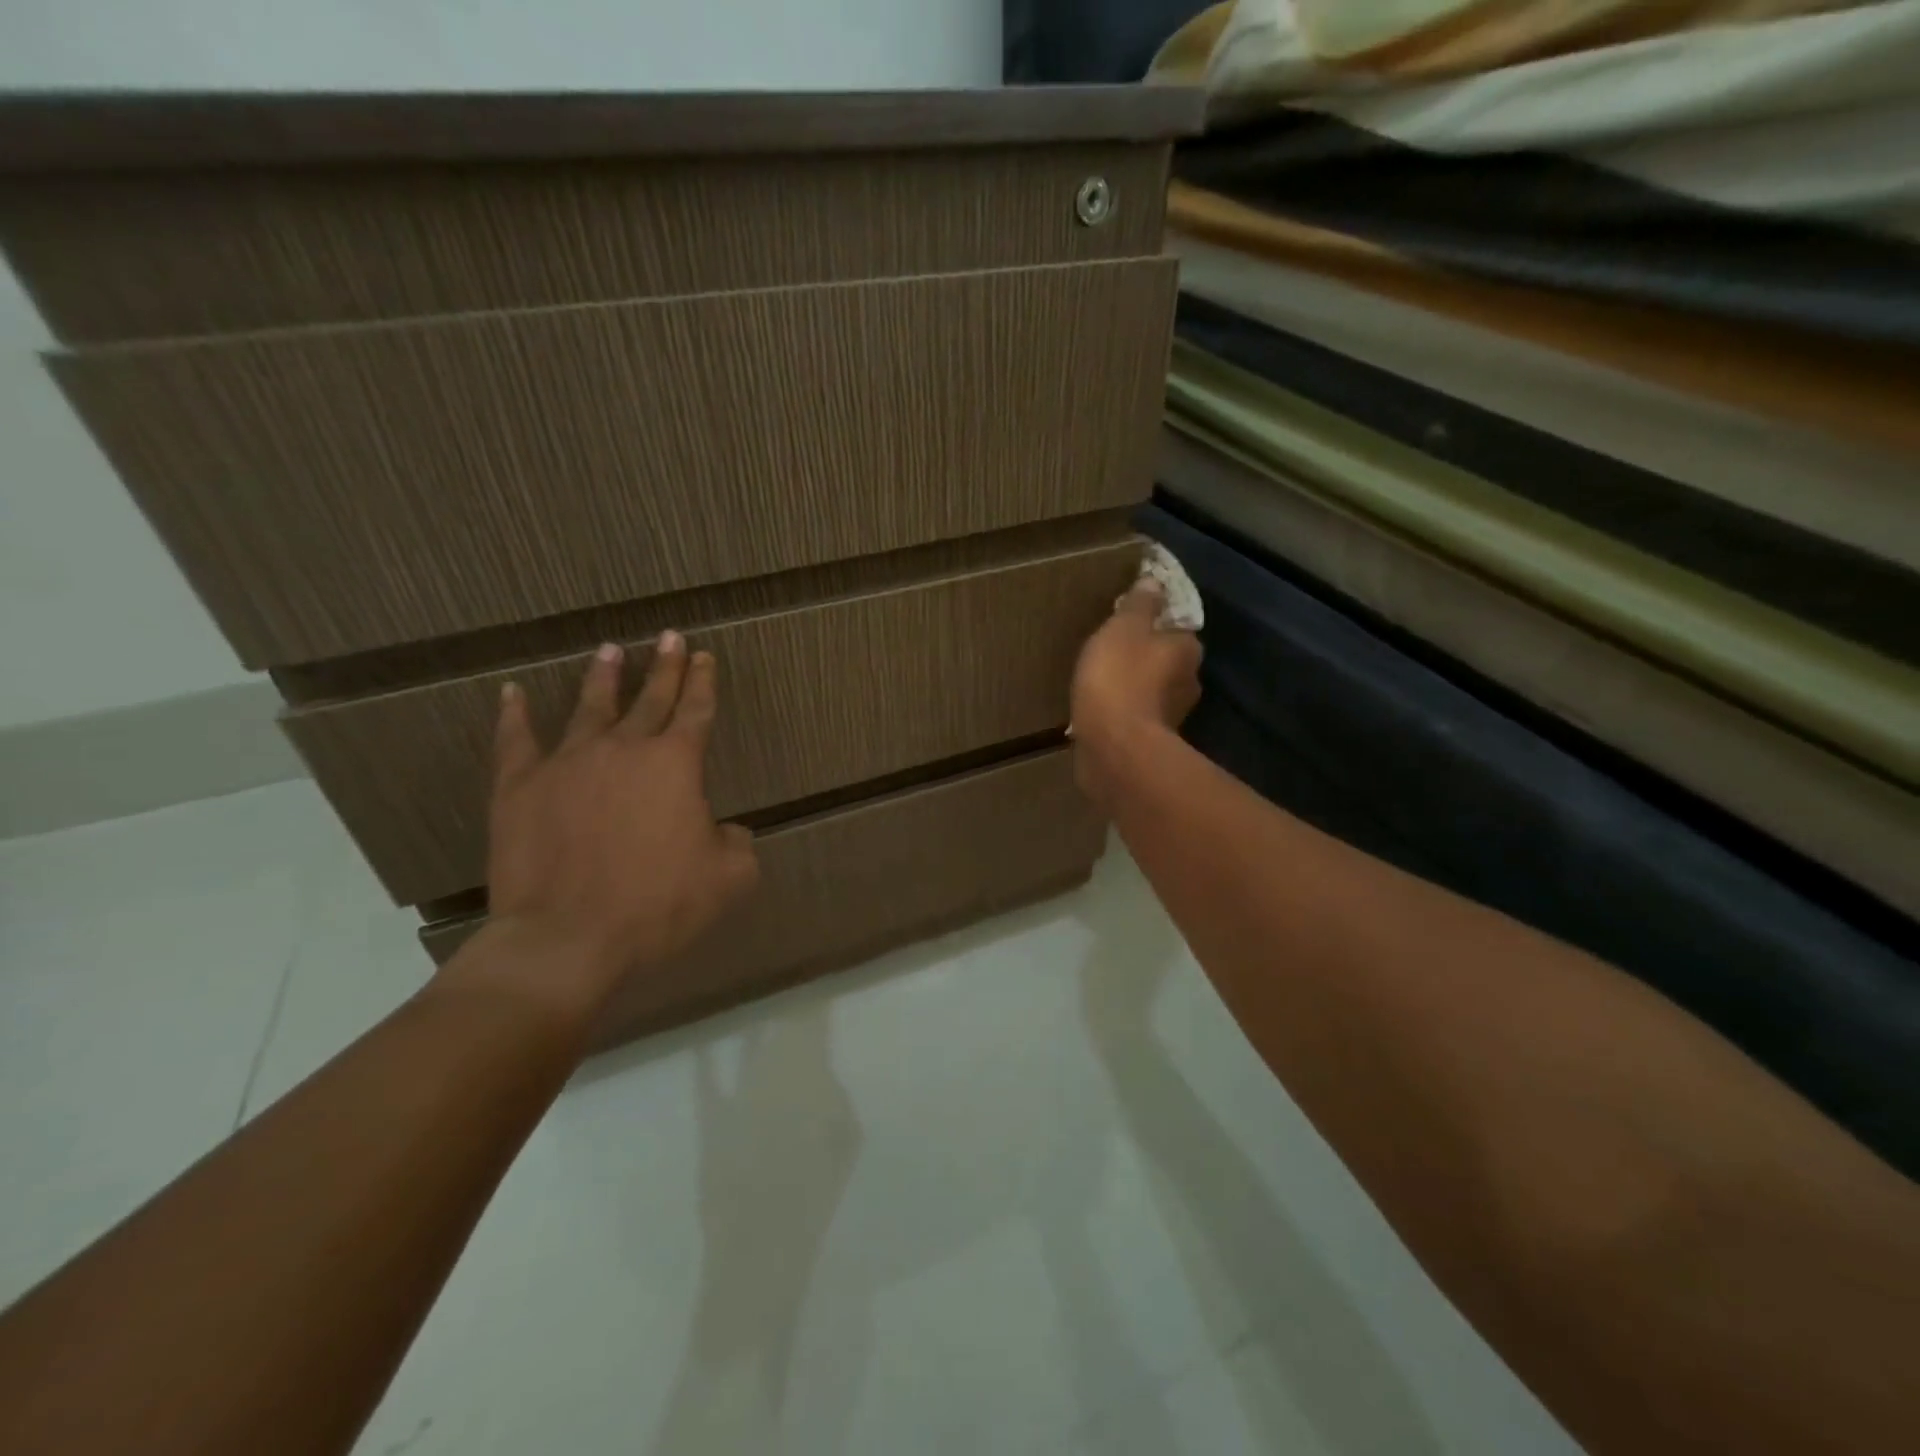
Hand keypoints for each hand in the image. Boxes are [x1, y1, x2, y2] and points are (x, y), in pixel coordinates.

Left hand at [475, 634, 759, 1015]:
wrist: (568, 939)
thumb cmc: (659, 905)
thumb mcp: (729, 878)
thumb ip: (737, 844)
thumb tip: (727, 831)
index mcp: (675, 764)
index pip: (696, 710)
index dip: (703, 682)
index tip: (704, 656)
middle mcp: (624, 749)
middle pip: (650, 698)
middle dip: (664, 666)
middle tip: (669, 636)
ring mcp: (567, 763)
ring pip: (590, 707)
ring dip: (603, 678)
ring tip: (609, 651)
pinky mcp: (520, 787)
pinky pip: (516, 740)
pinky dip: (514, 715)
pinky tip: (512, 693)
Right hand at [1070, 582, 1201, 807]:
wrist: (1114, 748)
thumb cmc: (1119, 678)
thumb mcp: (1123, 628)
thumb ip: (1139, 604)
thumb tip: (1154, 580)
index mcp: (1187, 649)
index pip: (1177, 628)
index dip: (1155, 624)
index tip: (1129, 624)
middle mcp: (1189, 682)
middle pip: (1168, 662)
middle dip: (1146, 659)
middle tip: (1112, 653)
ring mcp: (1172, 718)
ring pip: (1153, 693)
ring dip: (1135, 689)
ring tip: (1102, 684)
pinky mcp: (1151, 744)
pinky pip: (1136, 719)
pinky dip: (1123, 715)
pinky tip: (1101, 713)